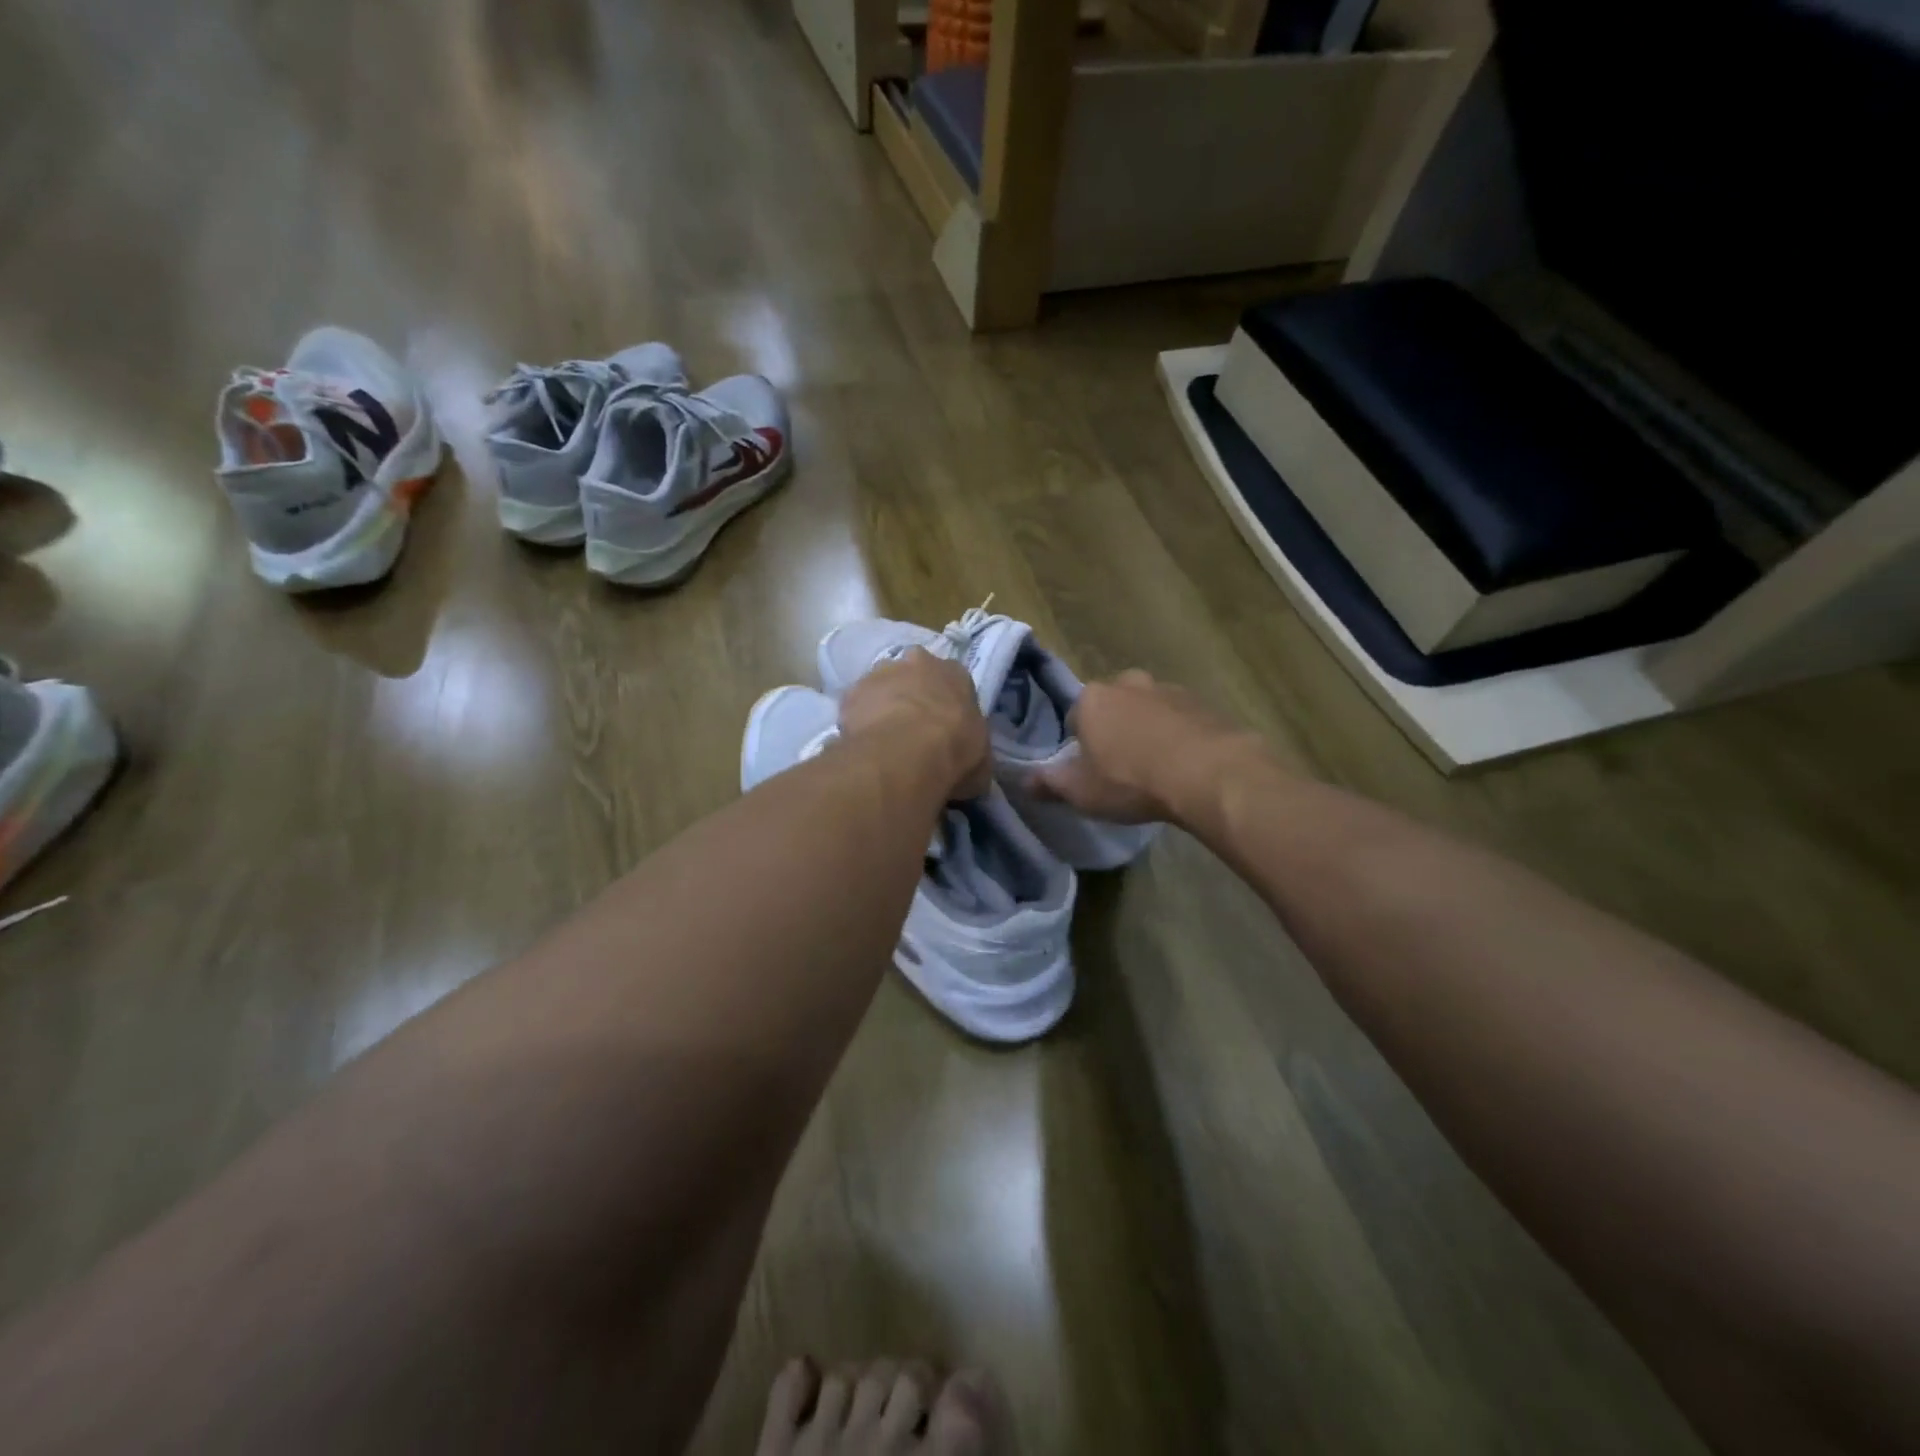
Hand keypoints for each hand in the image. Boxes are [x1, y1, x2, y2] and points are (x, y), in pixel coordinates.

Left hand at [838, 648, 991, 800]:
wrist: (907, 752)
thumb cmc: (955, 751)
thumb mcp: (980, 761)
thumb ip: (973, 755)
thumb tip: (968, 773)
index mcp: (956, 673)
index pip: (953, 682)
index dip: (947, 706)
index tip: (943, 729)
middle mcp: (919, 661)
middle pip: (914, 675)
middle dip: (912, 696)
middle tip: (911, 730)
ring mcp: (881, 672)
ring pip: (882, 686)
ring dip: (883, 705)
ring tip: (883, 741)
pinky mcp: (852, 690)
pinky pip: (856, 705)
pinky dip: (858, 721)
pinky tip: (862, 745)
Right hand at [1028, 669, 1265, 825]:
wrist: (1208, 774)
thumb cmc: (1131, 781)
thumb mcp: (1082, 792)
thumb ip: (1049, 784)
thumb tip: (1023, 781)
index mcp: (1092, 699)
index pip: (1074, 717)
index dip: (1079, 744)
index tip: (1090, 769)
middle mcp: (1128, 683)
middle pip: (1113, 707)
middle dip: (1114, 730)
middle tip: (1122, 767)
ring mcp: (1169, 689)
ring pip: (1148, 709)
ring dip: (1148, 730)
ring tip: (1157, 768)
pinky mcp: (1203, 703)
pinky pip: (1181, 718)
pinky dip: (1179, 735)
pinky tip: (1185, 765)